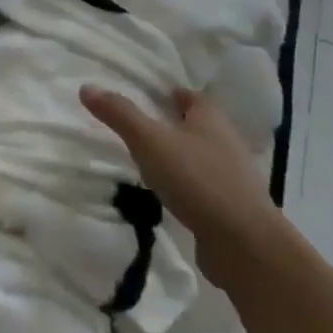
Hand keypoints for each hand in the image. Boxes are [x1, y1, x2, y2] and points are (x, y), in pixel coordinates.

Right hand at [80, 85, 280, 276]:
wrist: (245, 245)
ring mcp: (231, 178)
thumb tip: (87, 87)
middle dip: (171, 124)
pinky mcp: (229, 209)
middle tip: (138, 126)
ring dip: (177, 157)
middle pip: (195, 126)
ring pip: (199, 157)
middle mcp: (225, 142)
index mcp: (210, 118)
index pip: (189, 96)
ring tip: (145, 161)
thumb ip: (119, 114)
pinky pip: (201, 188)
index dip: (168, 93)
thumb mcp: (149, 141)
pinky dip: (184, 186)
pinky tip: (165, 195)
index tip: (145, 95)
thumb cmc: (197, 180)